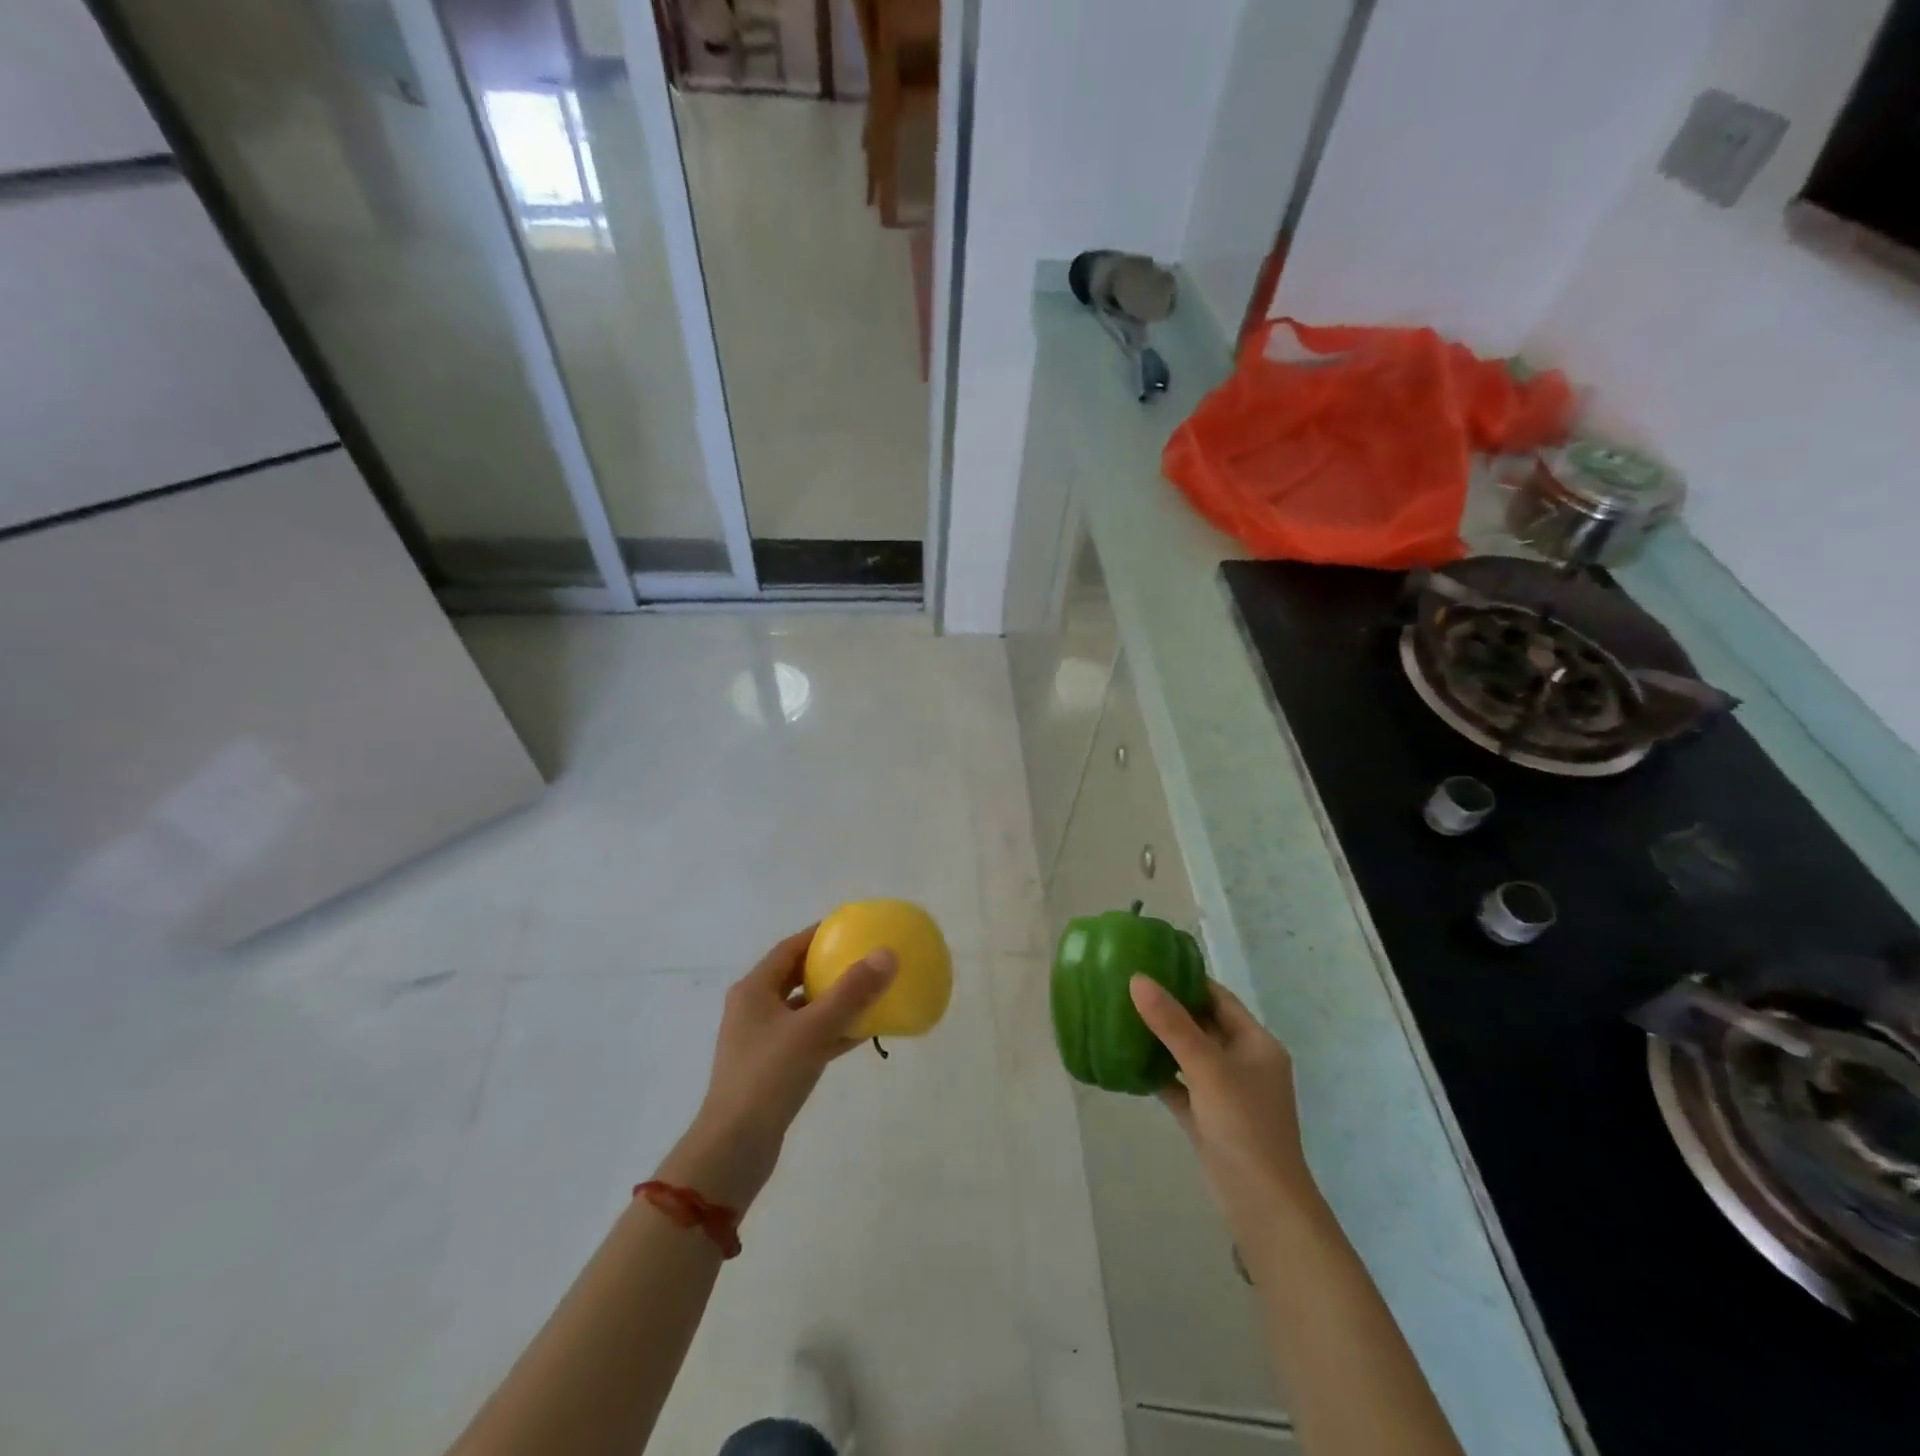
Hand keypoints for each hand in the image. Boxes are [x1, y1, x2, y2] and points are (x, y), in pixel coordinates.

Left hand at [660, 927, 896, 1210]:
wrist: (734, 1149)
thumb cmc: (768, 1077)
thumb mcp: (813, 1029)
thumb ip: (851, 992)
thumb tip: (887, 954)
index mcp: (754, 990)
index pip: (790, 948)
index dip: (819, 935)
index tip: (852, 928)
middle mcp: (754, 1009)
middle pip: (796, 976)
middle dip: (830, 967)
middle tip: (865, 958)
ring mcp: (763, 1041)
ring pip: (805, 1010)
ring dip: (835, 1001)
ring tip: (872, 992)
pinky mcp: (773, 1069)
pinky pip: (808, 1038)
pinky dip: (832, 1032)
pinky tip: (863, 1033)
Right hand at [1130, 976, 1316, 1231]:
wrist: (1262, 1206)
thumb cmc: (1244, 1126)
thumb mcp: (1207, 1067)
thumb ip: (1171, 1023)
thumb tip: (1137, 979)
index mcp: (1256, 1043)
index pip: (1218, 998)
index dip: (1187, 979)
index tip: (1149, 963)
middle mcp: (1243, 1063)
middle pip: (1202, 1024)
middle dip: (1168, 1008)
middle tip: (1126, 988)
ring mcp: (1226, 1093)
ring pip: (1188, 1055)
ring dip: (1160, 1040)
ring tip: (1120, 1017)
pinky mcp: (1208, 1118)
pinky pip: (1179, 1085)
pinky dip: (1157, 1073)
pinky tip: (1126, 1062)